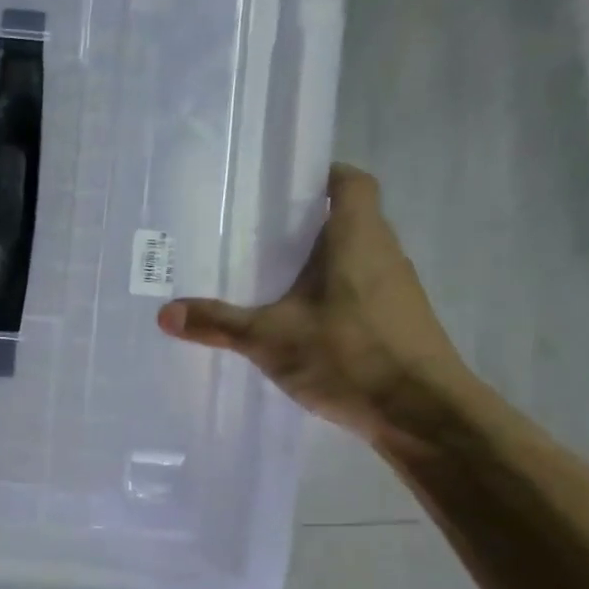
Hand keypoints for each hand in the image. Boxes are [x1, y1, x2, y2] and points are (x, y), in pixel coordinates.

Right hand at [156, 164, 469, 442]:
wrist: (424, 413)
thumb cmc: (350, 355)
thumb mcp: (271, 339)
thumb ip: (218, 323)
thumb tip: (164, 314)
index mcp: (357, 238)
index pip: (350, 182)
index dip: (321, 175)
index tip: (282, 187)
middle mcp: (384, 253)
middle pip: (348, 219)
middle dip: (304, 224)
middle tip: (256, 235)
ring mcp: (397, 289)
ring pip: (354, 258)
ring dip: (318, 263)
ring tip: (269, 277)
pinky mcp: (399, 322)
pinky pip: (360, 291)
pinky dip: (331, 295)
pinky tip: (299, 321)